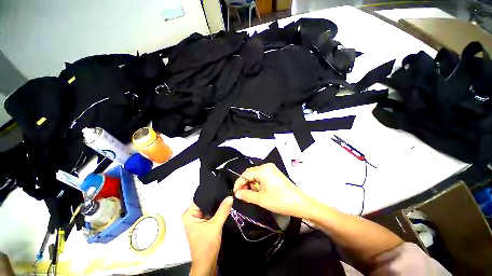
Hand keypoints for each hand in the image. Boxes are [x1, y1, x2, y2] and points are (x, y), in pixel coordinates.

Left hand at [182, 197, 232, 275]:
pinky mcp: (204, 224)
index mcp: (189, 215)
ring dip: (217, 205)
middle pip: (206, 203)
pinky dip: (217, 211)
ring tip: (227, 196)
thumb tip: (230, 196)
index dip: (212, 193)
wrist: (207, 263)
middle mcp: (192, 216)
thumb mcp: (215, 225)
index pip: (201, 199)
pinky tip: (225, 205)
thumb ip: (223, 210)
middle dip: (216, 199)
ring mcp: (198, 220)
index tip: (222, 187)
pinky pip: (211, 213)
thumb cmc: (206, 244)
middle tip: (227, 191)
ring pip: (209, 208)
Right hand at [233, 163, 316, 218]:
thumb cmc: (280, 201)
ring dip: (251, 183)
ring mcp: (271, 169)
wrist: (300, 203)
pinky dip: (258, 182)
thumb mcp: (261, 199)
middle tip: (242, 194)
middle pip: (250, 173)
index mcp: (263, 170)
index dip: (238, 183)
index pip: (245, 174)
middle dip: (245, 183)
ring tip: (250, 194)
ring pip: (256, 174)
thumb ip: (246, 195)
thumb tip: (237, 194)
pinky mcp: (275, 173)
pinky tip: (258, 190)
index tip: (235, 193)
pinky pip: (262, 175)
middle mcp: (266, 166)